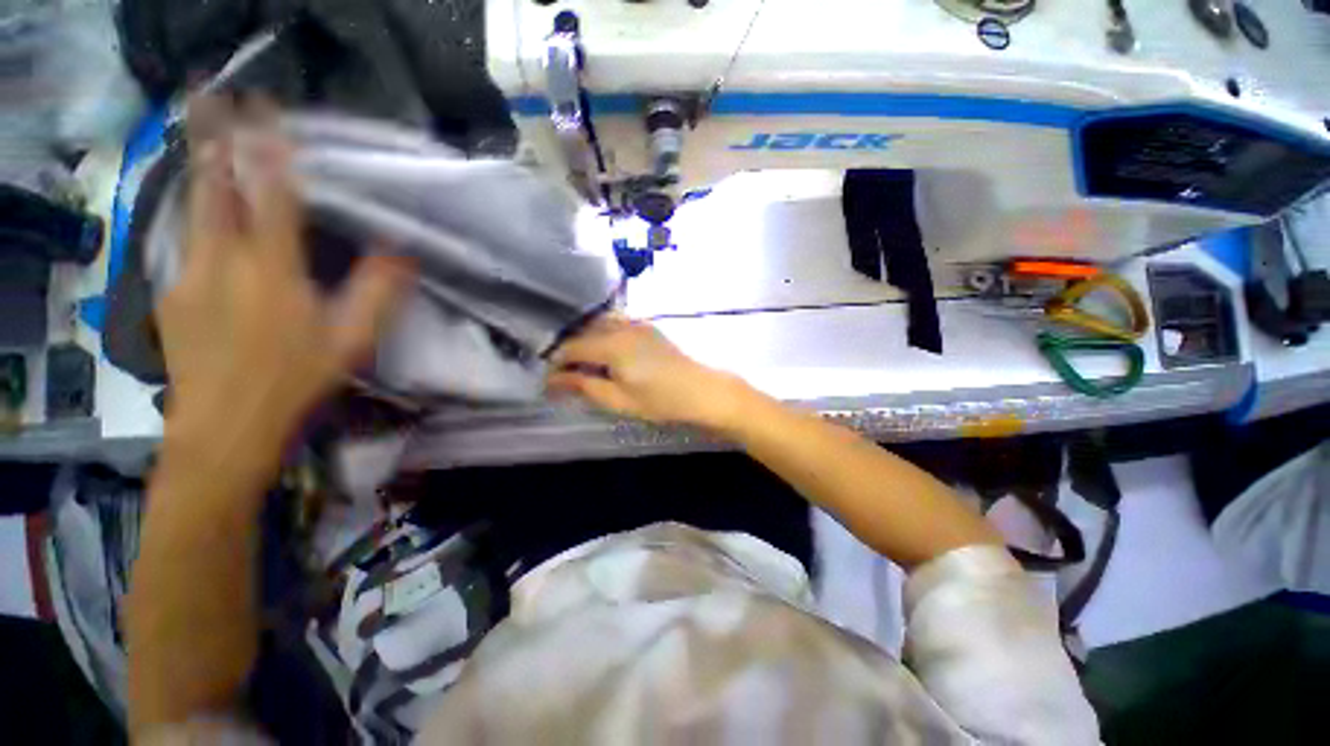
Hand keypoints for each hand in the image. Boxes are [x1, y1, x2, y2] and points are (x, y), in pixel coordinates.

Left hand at [158, 97, 410, 455]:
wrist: (224, 429)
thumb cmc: (296, 382)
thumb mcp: (351, 342)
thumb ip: (379, 294)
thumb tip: (403, 254)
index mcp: (272, 270)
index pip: (272, 194)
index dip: (271, 150)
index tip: (268, 111)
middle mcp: (221, 260)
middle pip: (215, 187)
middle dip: (219, 141)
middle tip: (219, 101)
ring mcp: (186, 274)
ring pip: (193, 209)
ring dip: (206, 172)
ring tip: (212, 144)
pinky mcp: (168, 293)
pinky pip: (185, 242)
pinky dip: (198, 220)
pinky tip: (209, 224)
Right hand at [546, 314, 749, 428]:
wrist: (702, 391)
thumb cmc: (661, 401)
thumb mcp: (618, 400)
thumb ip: (584, 386)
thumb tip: (553, 380)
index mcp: (612, 344)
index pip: (572, 348)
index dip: (556, 363)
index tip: (548, 381)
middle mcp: (622, 326)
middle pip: (583, 332)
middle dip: (568, 351)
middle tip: (562, 375)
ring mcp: (637, 323)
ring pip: (598, 324)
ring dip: (585, 340)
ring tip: (580, 363)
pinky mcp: (647, 326)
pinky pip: (615, 322)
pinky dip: (601, 333)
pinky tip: (602, 351)